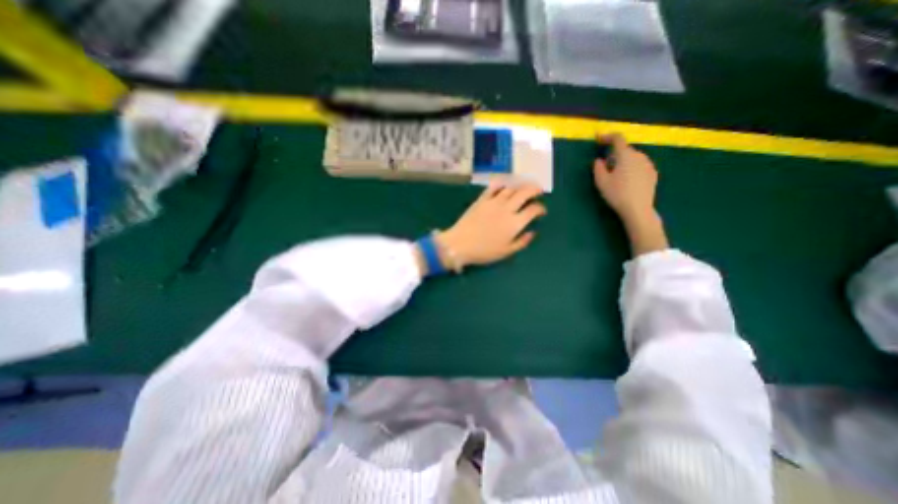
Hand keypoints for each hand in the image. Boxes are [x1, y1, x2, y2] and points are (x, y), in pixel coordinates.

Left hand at [438, 181, 547, 268]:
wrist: (459, 244)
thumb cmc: (484, 251)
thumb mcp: (506, 252)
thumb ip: (522, 242)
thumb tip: (532, 232)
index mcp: (514, 223)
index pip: (533, 210)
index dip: (540, 209)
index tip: (542, 211)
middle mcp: (507, 209)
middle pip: (524, 193)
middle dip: (534, 189)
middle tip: (538, 191)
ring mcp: (493, 202)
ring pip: (511, 188)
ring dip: (520, 186)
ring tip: (524, 187)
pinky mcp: (481, 199)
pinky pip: (493, 187)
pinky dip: (501, 184)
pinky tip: (504, 184)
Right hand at [595, 131, 664, 254]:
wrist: (638, 209)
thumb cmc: (617, 194)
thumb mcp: (601, 182)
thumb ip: (598, 168)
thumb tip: (599, 160)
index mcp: (626, 155)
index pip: (618, 139)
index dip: (607, 136)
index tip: (599, 138)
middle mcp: (639, 156)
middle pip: (625, 150)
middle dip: (614, 154)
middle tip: (605, 166)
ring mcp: (648, 165)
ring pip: (633, 158)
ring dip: (623, 162)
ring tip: (616, 176)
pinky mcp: (653, 174)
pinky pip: (640, 166)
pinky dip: (632, 168)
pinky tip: (627, 181)